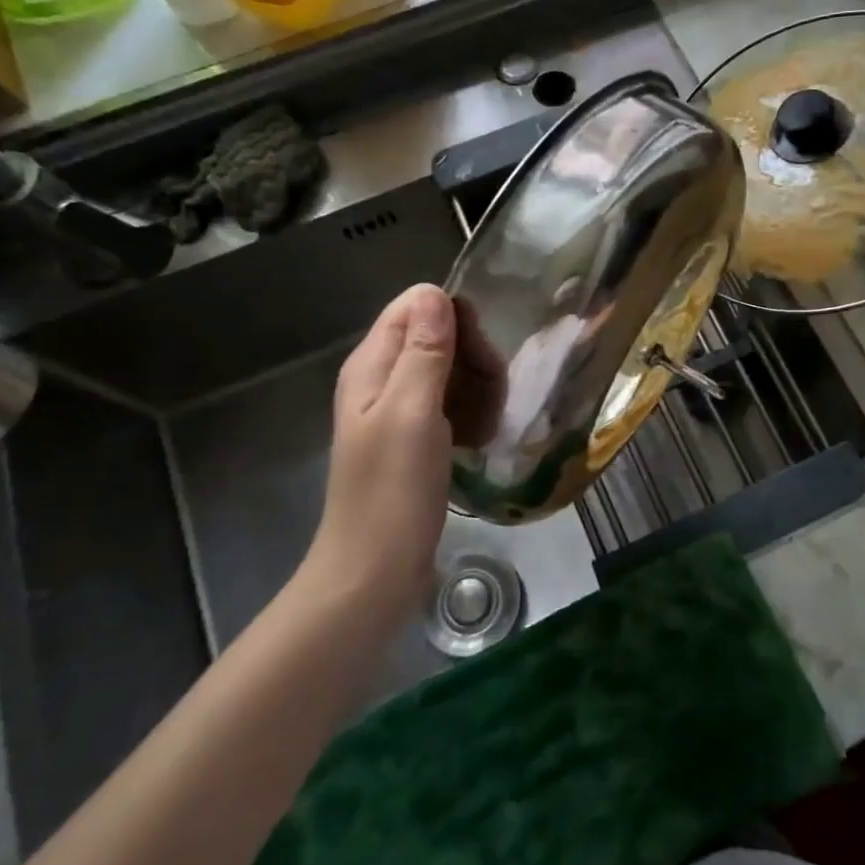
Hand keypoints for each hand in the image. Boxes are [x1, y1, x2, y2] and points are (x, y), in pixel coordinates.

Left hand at [304, 284, 456, 616]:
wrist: (374, 572)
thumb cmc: (392, 492)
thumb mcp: (412, 413)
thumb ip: (424, 351)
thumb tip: (434, 291)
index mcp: (372, 365)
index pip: (417, 306)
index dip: (455, 320)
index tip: (480, 357)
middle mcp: (383, 379)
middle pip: (438, 336)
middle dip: (474, 358)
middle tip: (492, 398)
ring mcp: (400, 410)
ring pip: (451, 370)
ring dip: (479, 389)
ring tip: (487, 425)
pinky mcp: (417, 438)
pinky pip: (453, 404)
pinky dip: (472, 414)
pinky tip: (480, 438)